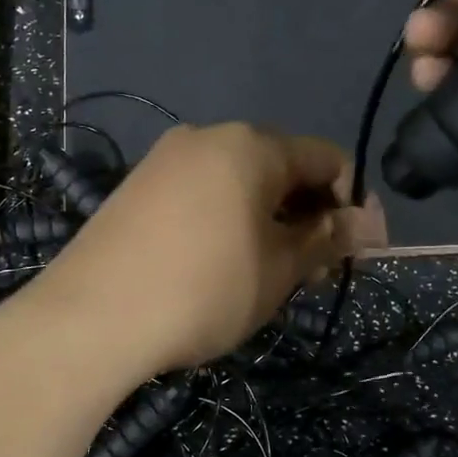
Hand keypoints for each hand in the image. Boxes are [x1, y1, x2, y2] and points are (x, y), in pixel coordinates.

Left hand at [12, 123, 381, 382]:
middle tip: (313, 272)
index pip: (326, 159)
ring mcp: (164, 161)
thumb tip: (367, 223)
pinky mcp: (135, 188)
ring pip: (238, 183)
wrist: (90, 318)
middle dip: (307, 215)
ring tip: (268, 274)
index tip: (358, 250)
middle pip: (279, 167)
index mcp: (250, 145)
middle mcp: (206, 138)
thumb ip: (326, 239)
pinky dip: (226, 221)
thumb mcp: (278, 271)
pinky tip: (220, 265)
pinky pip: (200, 194)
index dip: (352, 203)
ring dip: (267, 221)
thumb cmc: (203, 291)